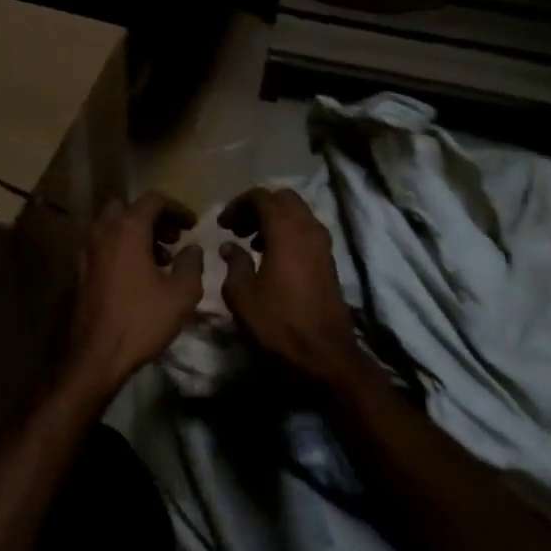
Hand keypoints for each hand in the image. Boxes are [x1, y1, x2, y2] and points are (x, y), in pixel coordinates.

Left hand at [59, 192, 202, 397]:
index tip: (192, 225)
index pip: (153, 200)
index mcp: (127, 230)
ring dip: (136, 233)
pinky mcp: (81, 272)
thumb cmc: (142, 320)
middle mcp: (103, 233)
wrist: (97, 355)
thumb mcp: (182, 293)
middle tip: (173, 237)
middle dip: (152, 217)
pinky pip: (104, 246)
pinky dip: (122, 249)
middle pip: (127, 208)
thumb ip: (191, 263)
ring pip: (112, 227)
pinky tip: (139, 275)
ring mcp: (88, 252)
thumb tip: (192, 248)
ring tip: (161, 259)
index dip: (177, 208)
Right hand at [218, 187, 363, 382]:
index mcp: (285, 231)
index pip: (261, 197)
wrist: (324, 353)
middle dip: (258, 206)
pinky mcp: (329, 259)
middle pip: (283, 198)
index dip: (238, 204)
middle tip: (237, 227)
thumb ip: (234, 264)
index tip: (222, 224)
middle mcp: (308, 228)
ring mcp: (323, 243)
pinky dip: (287, 232)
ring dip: (274, 219)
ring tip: (251, 241)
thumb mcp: (242, 296)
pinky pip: (306, 230)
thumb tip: (229, 246)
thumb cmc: (279, 323)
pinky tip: (271, 256)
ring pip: (298, 213)